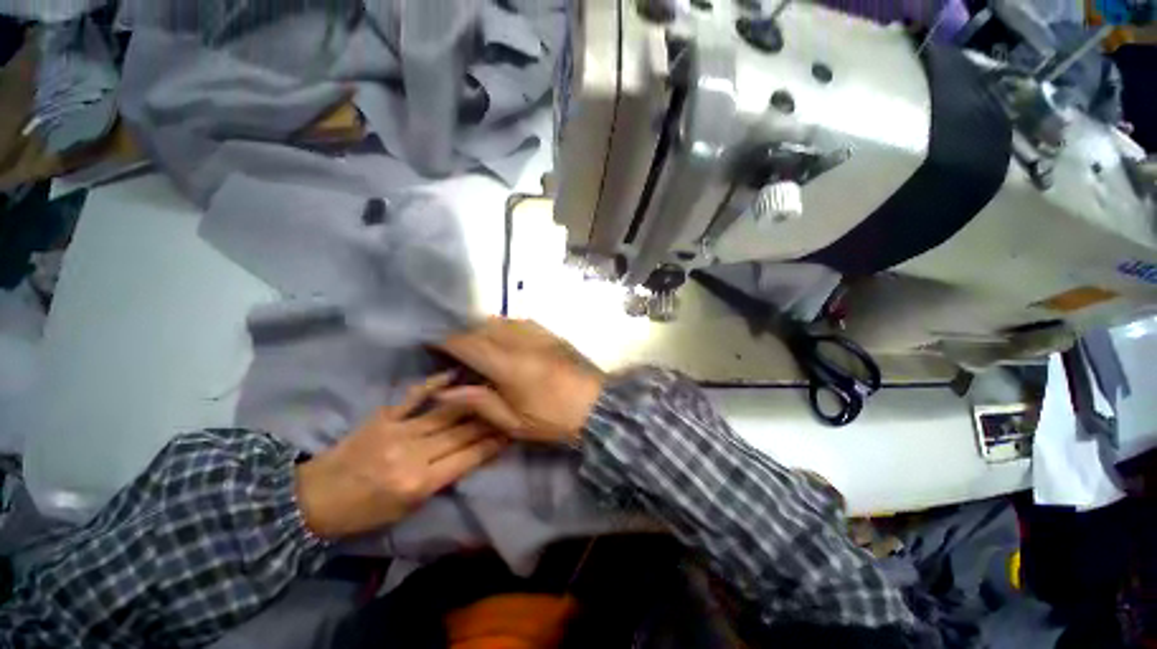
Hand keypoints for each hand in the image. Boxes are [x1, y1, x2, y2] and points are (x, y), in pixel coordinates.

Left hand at [295, 373, 505, 539]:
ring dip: (474, 402)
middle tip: (510, 409)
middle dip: (491, 421)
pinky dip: (435, 384)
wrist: (313, 500)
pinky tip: (454, 375)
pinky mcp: (385, 417)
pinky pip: (415, 397)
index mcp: (419, 484)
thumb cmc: (364, 513)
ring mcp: (399, 431)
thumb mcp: (407, 509)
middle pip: (462, 433)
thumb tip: (470, 455)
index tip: (512, 431)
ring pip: (447, 413)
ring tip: (494, 392)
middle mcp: (413, 455)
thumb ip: (440, 481)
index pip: (468, 458)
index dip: (493, 444)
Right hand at [433, 318, 604, 445]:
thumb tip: (444, 392)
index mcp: (508, 365)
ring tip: (480, 344)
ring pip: (503, 321)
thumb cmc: (553, 419)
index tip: (432, 343)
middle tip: (456, 349)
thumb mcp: (513, 421)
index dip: (447, 341)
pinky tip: (507, 339)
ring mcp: (539, 335)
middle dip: (465, 334)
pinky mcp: (552, 334)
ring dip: (485, 328)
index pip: (469, 344)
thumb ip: (478, 402)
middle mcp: (522, 342)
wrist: (597, 406)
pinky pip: (523, 322)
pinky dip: (507, 326)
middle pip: (484, 327)